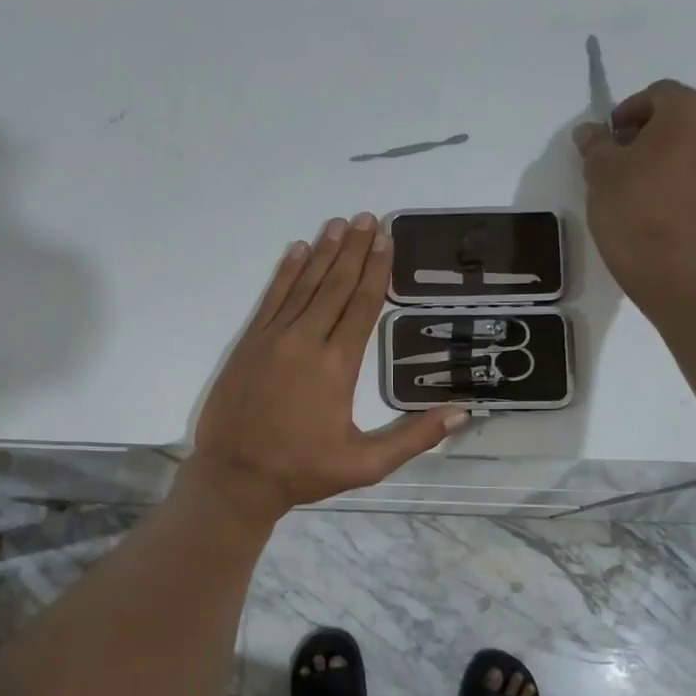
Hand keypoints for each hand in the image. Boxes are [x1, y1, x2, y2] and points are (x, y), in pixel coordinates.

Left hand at [182, 213, 468, 524]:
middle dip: (355, 250)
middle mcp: (305, 341)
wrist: (235, 477)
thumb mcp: (365, 464)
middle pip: (335, 286)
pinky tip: (296, 251)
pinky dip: (285, 273)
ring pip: (303, 286)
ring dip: (323, 253)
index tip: (387, 239)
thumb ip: (413, 437)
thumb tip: (461, 414)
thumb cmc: (302, 471)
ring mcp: (273, 339)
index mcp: (337, 366)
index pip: (362, 306)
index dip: (376, 271)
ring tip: (340, 224)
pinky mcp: (249, 344)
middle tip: (369, 217)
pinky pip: (271, 299)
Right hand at [571, 80, 695, 297]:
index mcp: (691, 111)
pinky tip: (673, 211)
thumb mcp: (600, 173)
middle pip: (687, 118)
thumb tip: (590, 130)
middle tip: (628, 162)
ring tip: (652, 188)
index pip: (658, 94)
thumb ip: (596, 143)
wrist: (674, 272)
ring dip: (680, 158)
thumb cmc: (632, 211)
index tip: (610, 140)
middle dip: (657, 133)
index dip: (629, 112)